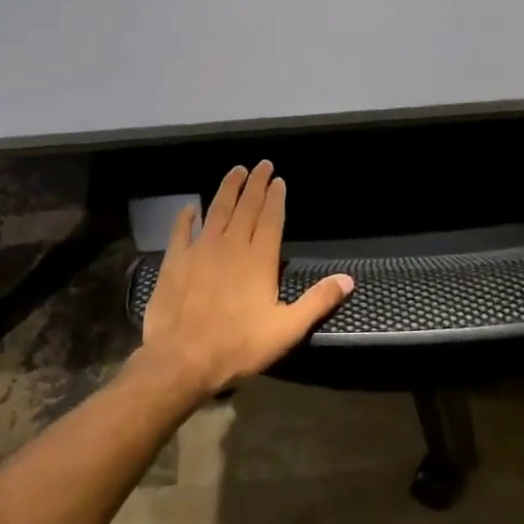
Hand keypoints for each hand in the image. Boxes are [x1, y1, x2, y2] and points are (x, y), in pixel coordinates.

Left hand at [139, 162, 352, 397]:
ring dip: (227, 189)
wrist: (181, 358)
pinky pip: (181, 230)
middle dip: (255, 184)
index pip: (271, 218)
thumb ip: (317, 301)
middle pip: (246, 207)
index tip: (279, 180)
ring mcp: (201, 249)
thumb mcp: (286, 329)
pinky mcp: (175, 260)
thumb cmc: (238, 346)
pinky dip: (186, 217)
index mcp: (259, 259)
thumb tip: (348, 279)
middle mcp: (231, 245)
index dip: (276, 197)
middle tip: (262, 164)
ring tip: (236, 171)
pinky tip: (190, 207)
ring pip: (217, 210)